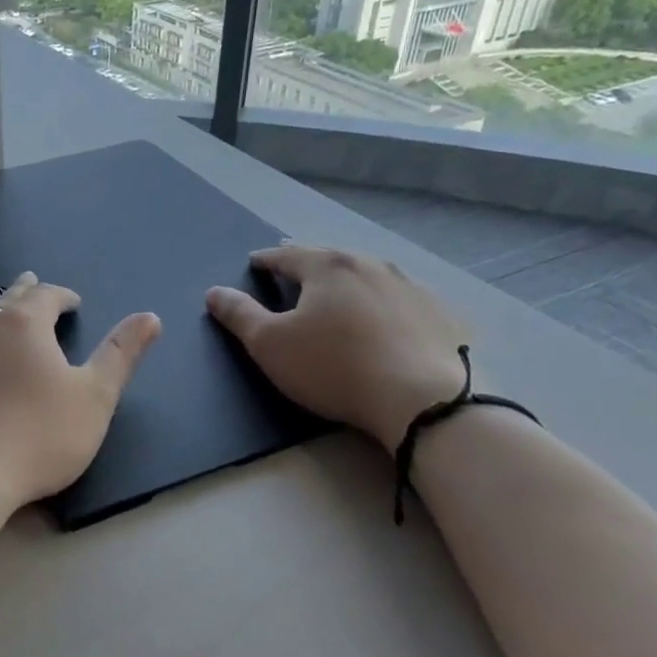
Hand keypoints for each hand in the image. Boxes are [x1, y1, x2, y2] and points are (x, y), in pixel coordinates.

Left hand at [0, 272, 161, 516]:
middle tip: (29, 281)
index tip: (72, 302)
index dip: (62, 296)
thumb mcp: (93, 399)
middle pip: (3, 297)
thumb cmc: (34, 438)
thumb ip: (120, 355)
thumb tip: (150, 316)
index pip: (46, 296)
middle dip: (21, 290)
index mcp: (22, 325)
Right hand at [206, 245, 466, 453]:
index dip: (266, 260)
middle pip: (330, 258)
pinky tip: (383, 319)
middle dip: (308, 264)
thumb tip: (215, 292)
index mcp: (328, 266)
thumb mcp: (270, 345)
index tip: (255, 264)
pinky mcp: (441, 314)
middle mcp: (371, 264)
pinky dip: (383, 302)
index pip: (286, 255)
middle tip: (293, 272)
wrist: (424, 402)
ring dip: (348, 281)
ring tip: (337, 293)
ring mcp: (412, 287)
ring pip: (368, 275)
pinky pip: (400, 299)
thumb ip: (239, 315)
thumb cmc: (334, 367)